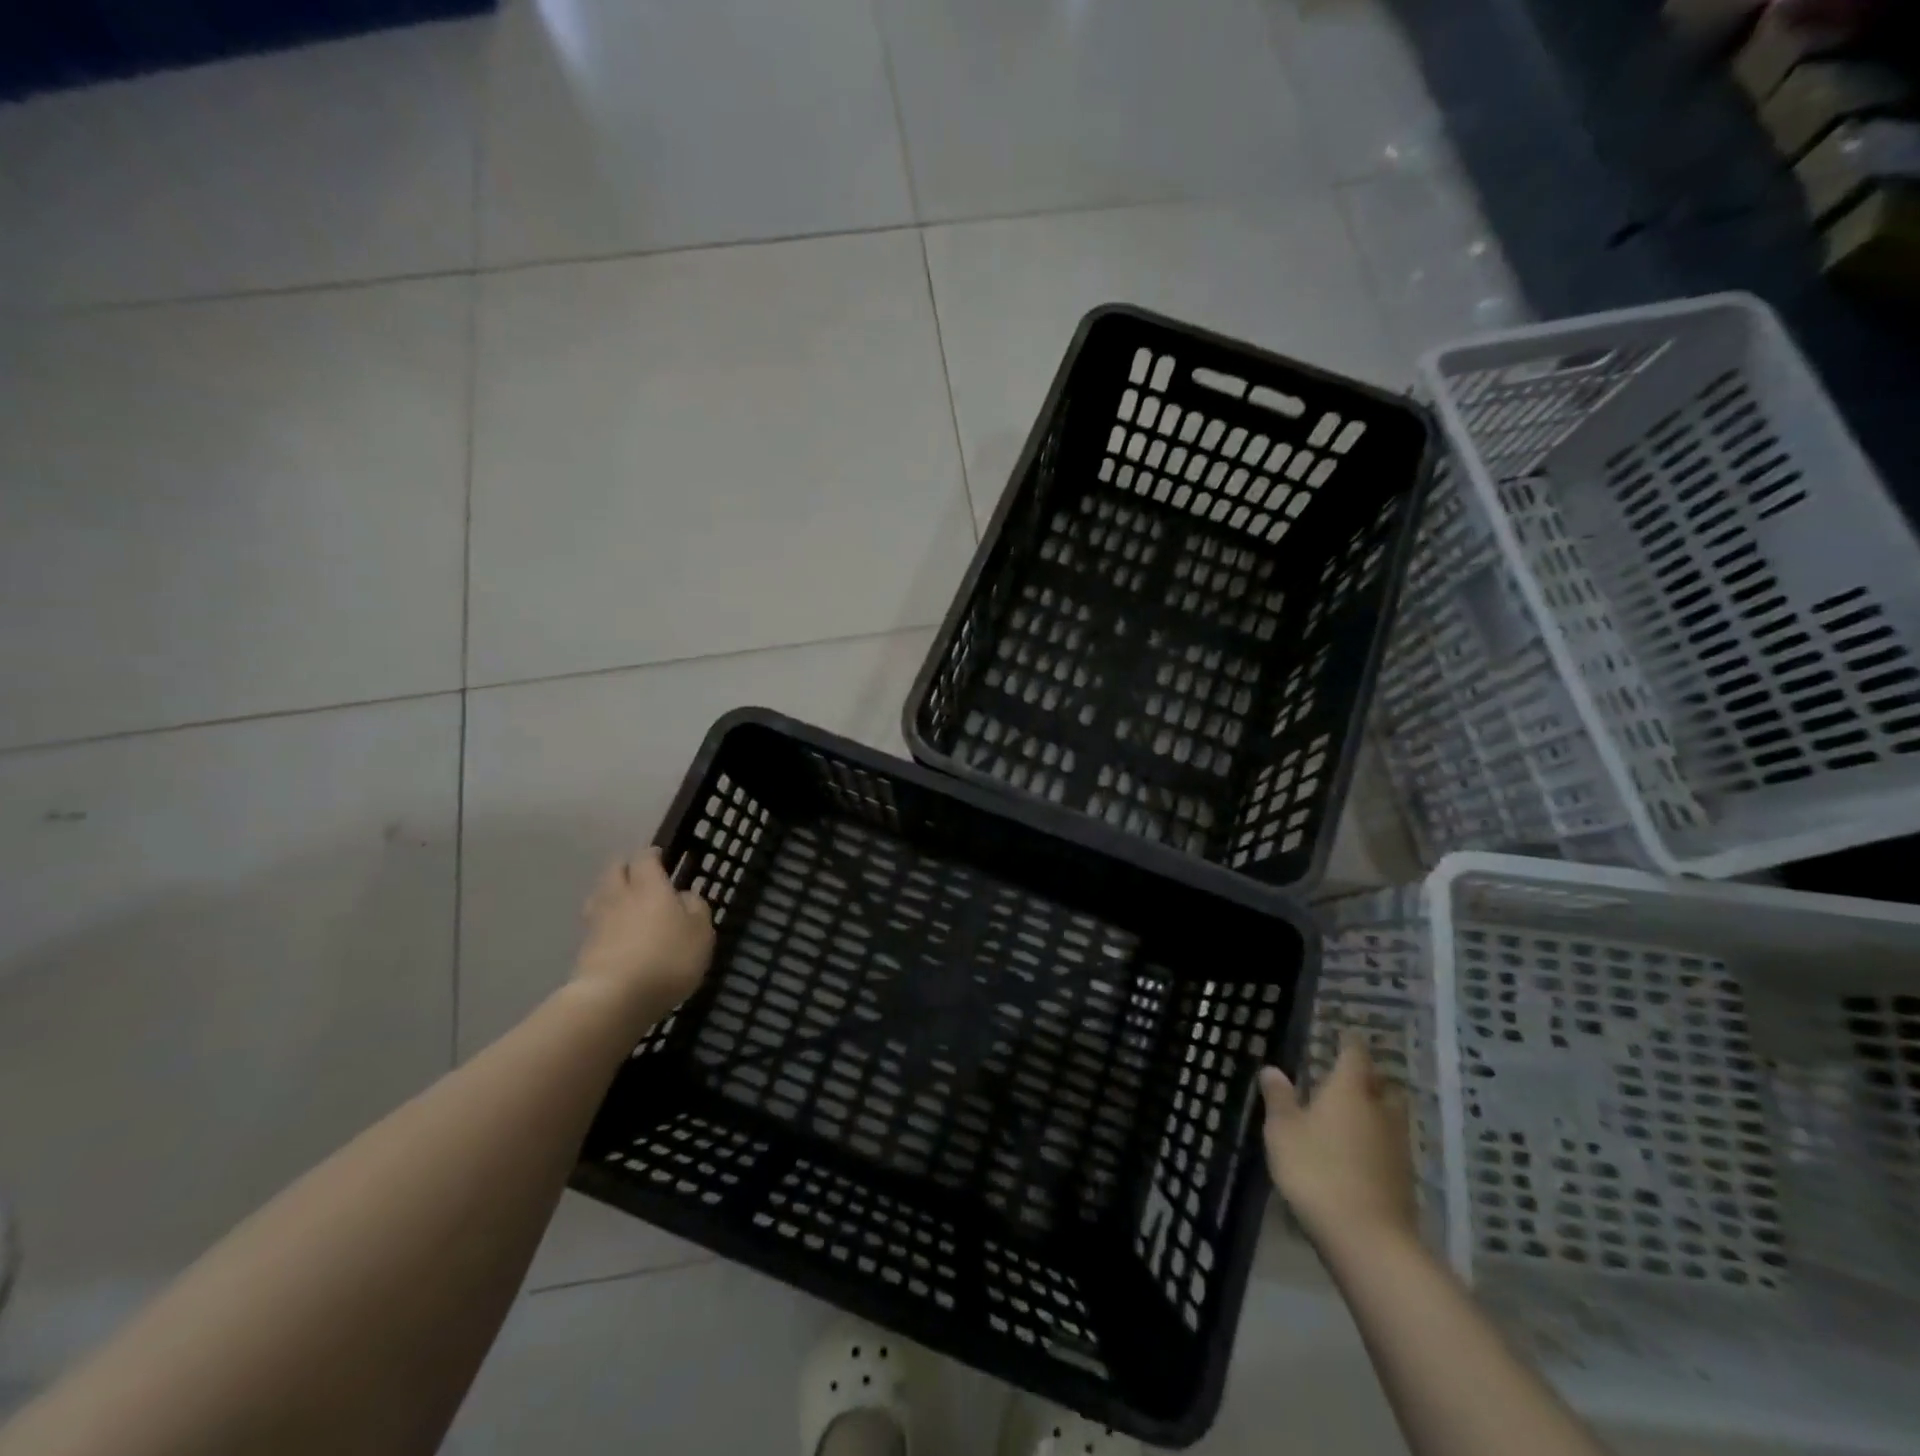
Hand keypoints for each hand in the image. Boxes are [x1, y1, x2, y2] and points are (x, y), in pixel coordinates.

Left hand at [573, 848, 714, 1015]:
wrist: (613, 999)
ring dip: (610, 893)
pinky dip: (604, 922)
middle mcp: (619, 896)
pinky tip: (614, 933)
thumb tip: (685, 895)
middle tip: (640, 875)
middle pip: (615, 870)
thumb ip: (696, 908)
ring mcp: (597, 922)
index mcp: (649, 886)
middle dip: (626, 868)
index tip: (660, 856)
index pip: (645, 858)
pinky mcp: (584, 948)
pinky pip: (594, 924)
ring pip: (600, 895)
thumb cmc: (667, 959)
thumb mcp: (700, 933)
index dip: (652, 855)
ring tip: (623, 902)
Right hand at [1258, 1034, 1416, 1247]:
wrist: (1367, 1239)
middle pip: (1381, 1085)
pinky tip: (1358, 1153)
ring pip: (1390, 1116)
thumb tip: (1273, 1069)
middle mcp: (1379, 1110)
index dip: (1349, 1043)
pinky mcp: (1404, 1179)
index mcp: (1349, 1090)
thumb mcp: (1283, 1130)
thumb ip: (1279, 1097)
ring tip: (1351, 1115)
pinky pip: (1390, 1146)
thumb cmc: (1317, 1170)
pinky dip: (1376, 1142)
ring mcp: (1397, 1146)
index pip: (1355, 1054)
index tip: (1344, 1036)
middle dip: (1368, 1078)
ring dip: (1375, 1111)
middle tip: (1347, 1077)